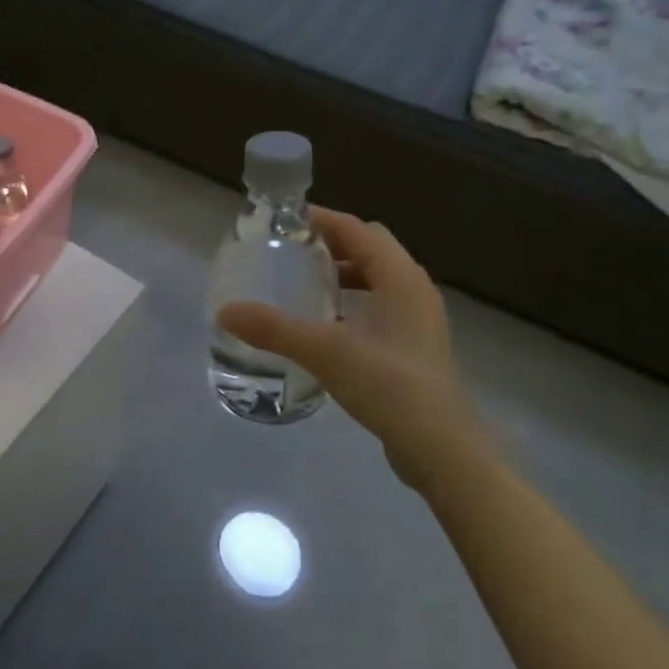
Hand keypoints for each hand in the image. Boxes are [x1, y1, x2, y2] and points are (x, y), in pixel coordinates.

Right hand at [217, 208, 487, 493]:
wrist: (442, 449)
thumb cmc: (389, 385)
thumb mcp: (325, 352)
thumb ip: (274, 329)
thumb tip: (226, 312)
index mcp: (399, 276)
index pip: (357, 228)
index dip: (321, 219)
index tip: (283, 222)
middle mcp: (414, 289)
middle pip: (370, 247)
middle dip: (331, 244)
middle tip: (291, 252)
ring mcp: (419, 320)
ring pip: (377, 279)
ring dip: (344, 274)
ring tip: (305, 285)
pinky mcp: (415, 347)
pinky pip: (381, 307)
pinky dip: (354, 303)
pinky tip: (326, 327)